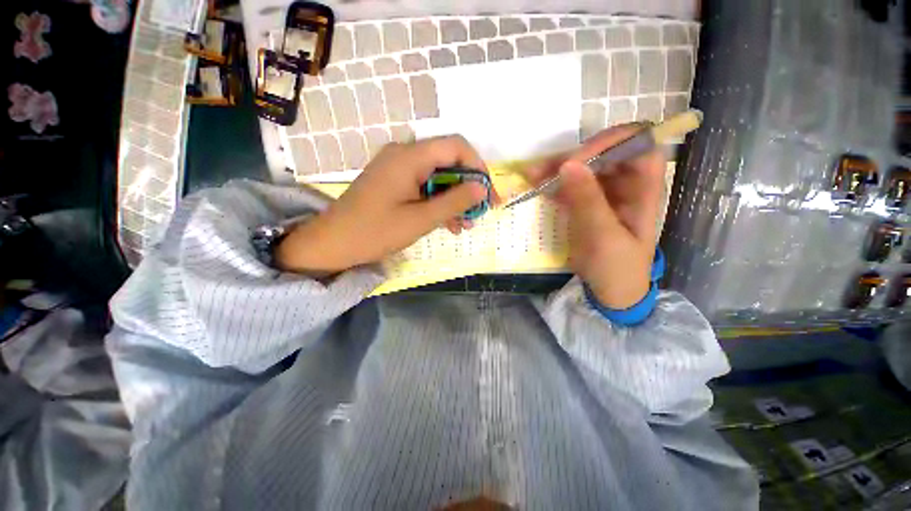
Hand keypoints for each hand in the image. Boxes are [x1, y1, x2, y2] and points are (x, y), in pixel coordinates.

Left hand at [276, 136, 493, 274]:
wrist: (333, 243)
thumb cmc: (375, 232)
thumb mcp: (421, 219)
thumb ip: (454, 201)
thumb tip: (482, 188)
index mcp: (409, 157)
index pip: (456, 146)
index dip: (478, 167)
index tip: (488, 193)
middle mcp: (404, 154)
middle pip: (448, 161)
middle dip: (468, 187)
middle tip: (480, 213)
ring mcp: (398, 168)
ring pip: (438, 176)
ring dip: (455, 199)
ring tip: (466, 225)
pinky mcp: (395, 182)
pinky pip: (425, 186)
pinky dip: (439, 202)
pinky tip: (449, 224)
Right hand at [526, 125, 664, 308]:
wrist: (610, 290)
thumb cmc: (616, 266)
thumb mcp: (603, 235)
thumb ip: (587, 200)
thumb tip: (568, 164)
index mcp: (644, 188)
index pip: (638, 145)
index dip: (612, 141)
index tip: (578, 157)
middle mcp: (626, 184)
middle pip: (605, 153)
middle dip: (574, 156)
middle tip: (544, 169)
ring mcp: (604, 192)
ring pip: (584, 167)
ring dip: (558, 168)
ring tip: (532, 175)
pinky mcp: (586, 202)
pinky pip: (571, 184)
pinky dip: (554, 183)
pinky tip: (536, 187)